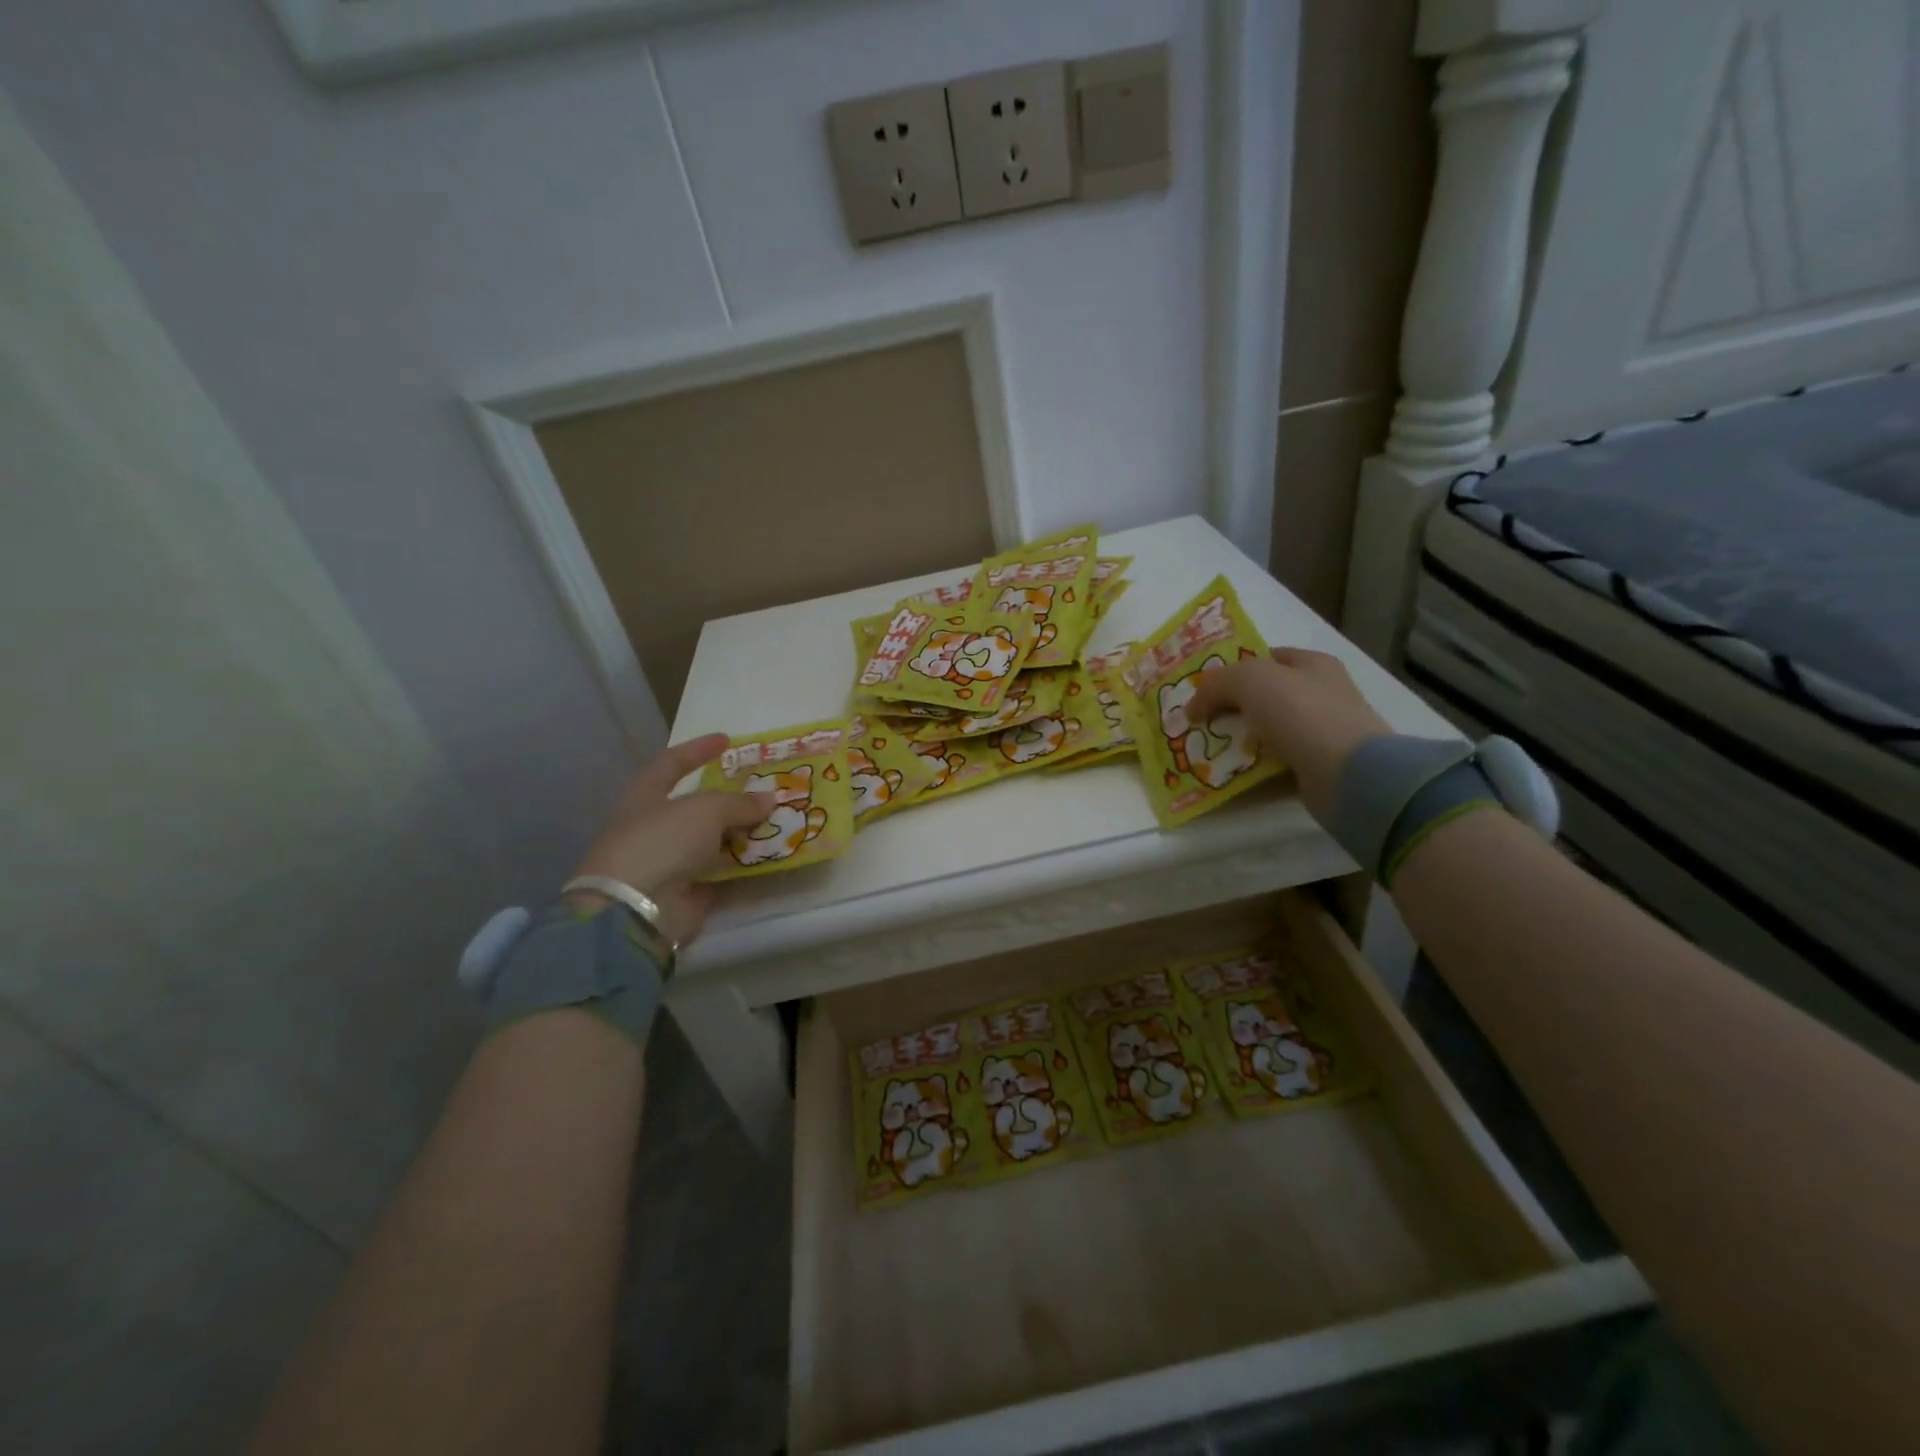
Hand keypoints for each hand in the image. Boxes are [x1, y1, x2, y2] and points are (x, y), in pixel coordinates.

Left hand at [568, 734, 773, 944]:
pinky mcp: (686, 894)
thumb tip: (769, 798)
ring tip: (776, 822)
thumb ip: (739, 803)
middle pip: (696, 807)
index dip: (698, 750)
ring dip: (741, 833)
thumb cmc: (662, 843)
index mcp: (645, 797)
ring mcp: (669, 863)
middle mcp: (654, 828)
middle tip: (763, 790)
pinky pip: (721, 873)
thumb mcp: (705, 810)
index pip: (672, 764)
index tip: (727, 740)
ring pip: (711, 841)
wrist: (635, 911)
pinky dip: (743, 866)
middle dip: (729, 799)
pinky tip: (770, 857)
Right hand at [1185, 647, 1391, 821]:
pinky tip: (1230, 772)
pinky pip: (1275, 761)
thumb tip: (1192, 708)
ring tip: (1207, 749)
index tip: (1203, 689)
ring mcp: (1322, 731)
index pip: (1266, 658)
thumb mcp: (1249, 681)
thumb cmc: (1301, 713)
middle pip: (1265, 695)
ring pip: (1268, 730)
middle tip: (1198, 721)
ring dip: (1239, 739)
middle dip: (1230, 707)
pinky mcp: (1319, 766)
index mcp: (1312, 664)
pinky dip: (1253, 766)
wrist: (1348, 774)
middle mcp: (1321, 693)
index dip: (1233, 669)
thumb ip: (1215, 685)